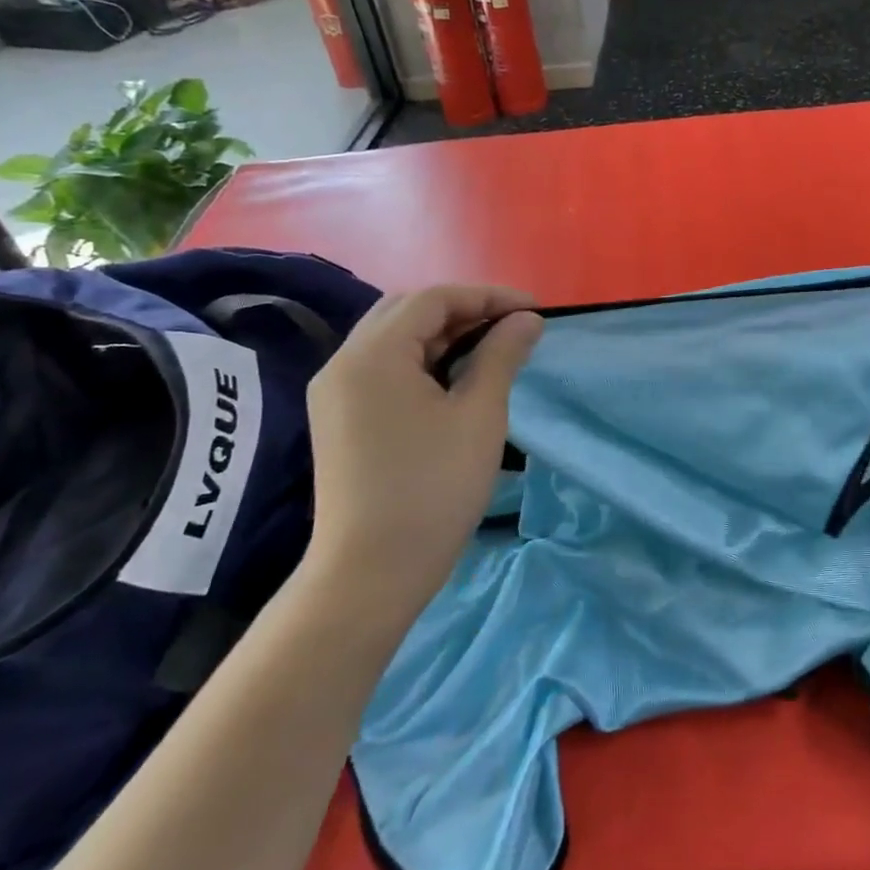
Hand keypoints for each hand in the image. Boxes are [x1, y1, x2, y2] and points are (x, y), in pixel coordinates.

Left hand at [303, 285, 542, 612]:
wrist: (371, 572)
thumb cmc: (434, 488)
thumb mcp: (479, 415)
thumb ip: (501, 355)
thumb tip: (527, 319)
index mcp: (374, 354)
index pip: (434, 299)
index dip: (488, 297)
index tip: (533, 312)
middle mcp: (345, 362)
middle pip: (407, 310)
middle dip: (463, 310)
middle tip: (510, 328)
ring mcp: (336, 391)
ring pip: (393, 338)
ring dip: (443, 335)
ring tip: (490, 350)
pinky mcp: (339, 417)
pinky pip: (383, 367)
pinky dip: (421, 360)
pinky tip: (453, 379)